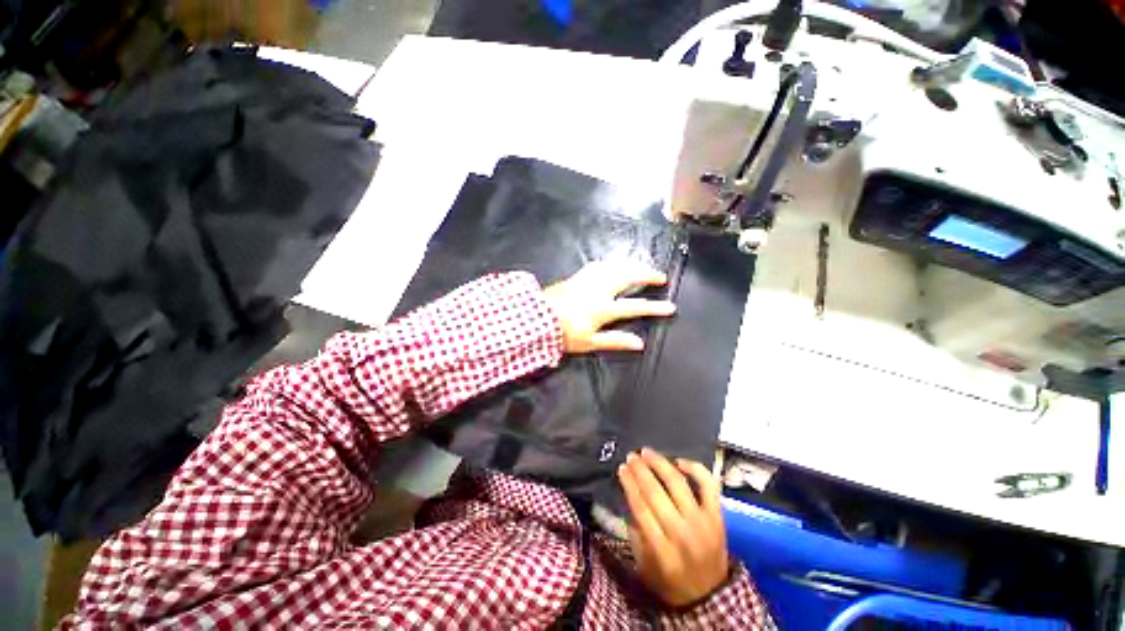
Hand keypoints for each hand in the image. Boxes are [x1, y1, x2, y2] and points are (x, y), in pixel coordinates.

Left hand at [543, 261, 674, 353]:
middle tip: (660, 275)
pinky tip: (614, 265)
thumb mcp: (589, 343)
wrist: (537, 318)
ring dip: (631, 265)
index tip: (671, 307)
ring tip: (642, 267)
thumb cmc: (563, 334)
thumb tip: (639, 343)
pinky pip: (599, 265)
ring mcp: (587, 280)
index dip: (654, 307)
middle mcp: (599, 289)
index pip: (635, 307)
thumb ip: (615, 341)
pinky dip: (611, 264)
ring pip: (615, 267)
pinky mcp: (578, 275)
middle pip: (628, 277)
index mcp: (603, 308)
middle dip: (647, 274)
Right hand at [619, 449, 729, 607]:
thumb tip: (631, 498)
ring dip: (660, 463)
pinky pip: (708, 485)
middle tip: (631, 456)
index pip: (641, 508)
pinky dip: (695, 469)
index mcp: (662, 551)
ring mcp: (703, 522)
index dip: (629, 484)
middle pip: (656, 492)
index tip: (621, 469)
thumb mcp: (644, 566)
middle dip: (640, 470)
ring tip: (647, 452)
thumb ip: (635, 534)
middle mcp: (682, 533)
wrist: (710, 596)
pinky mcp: (718, 516)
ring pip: (678, 483)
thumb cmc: (671, 581)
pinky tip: (679, 461)